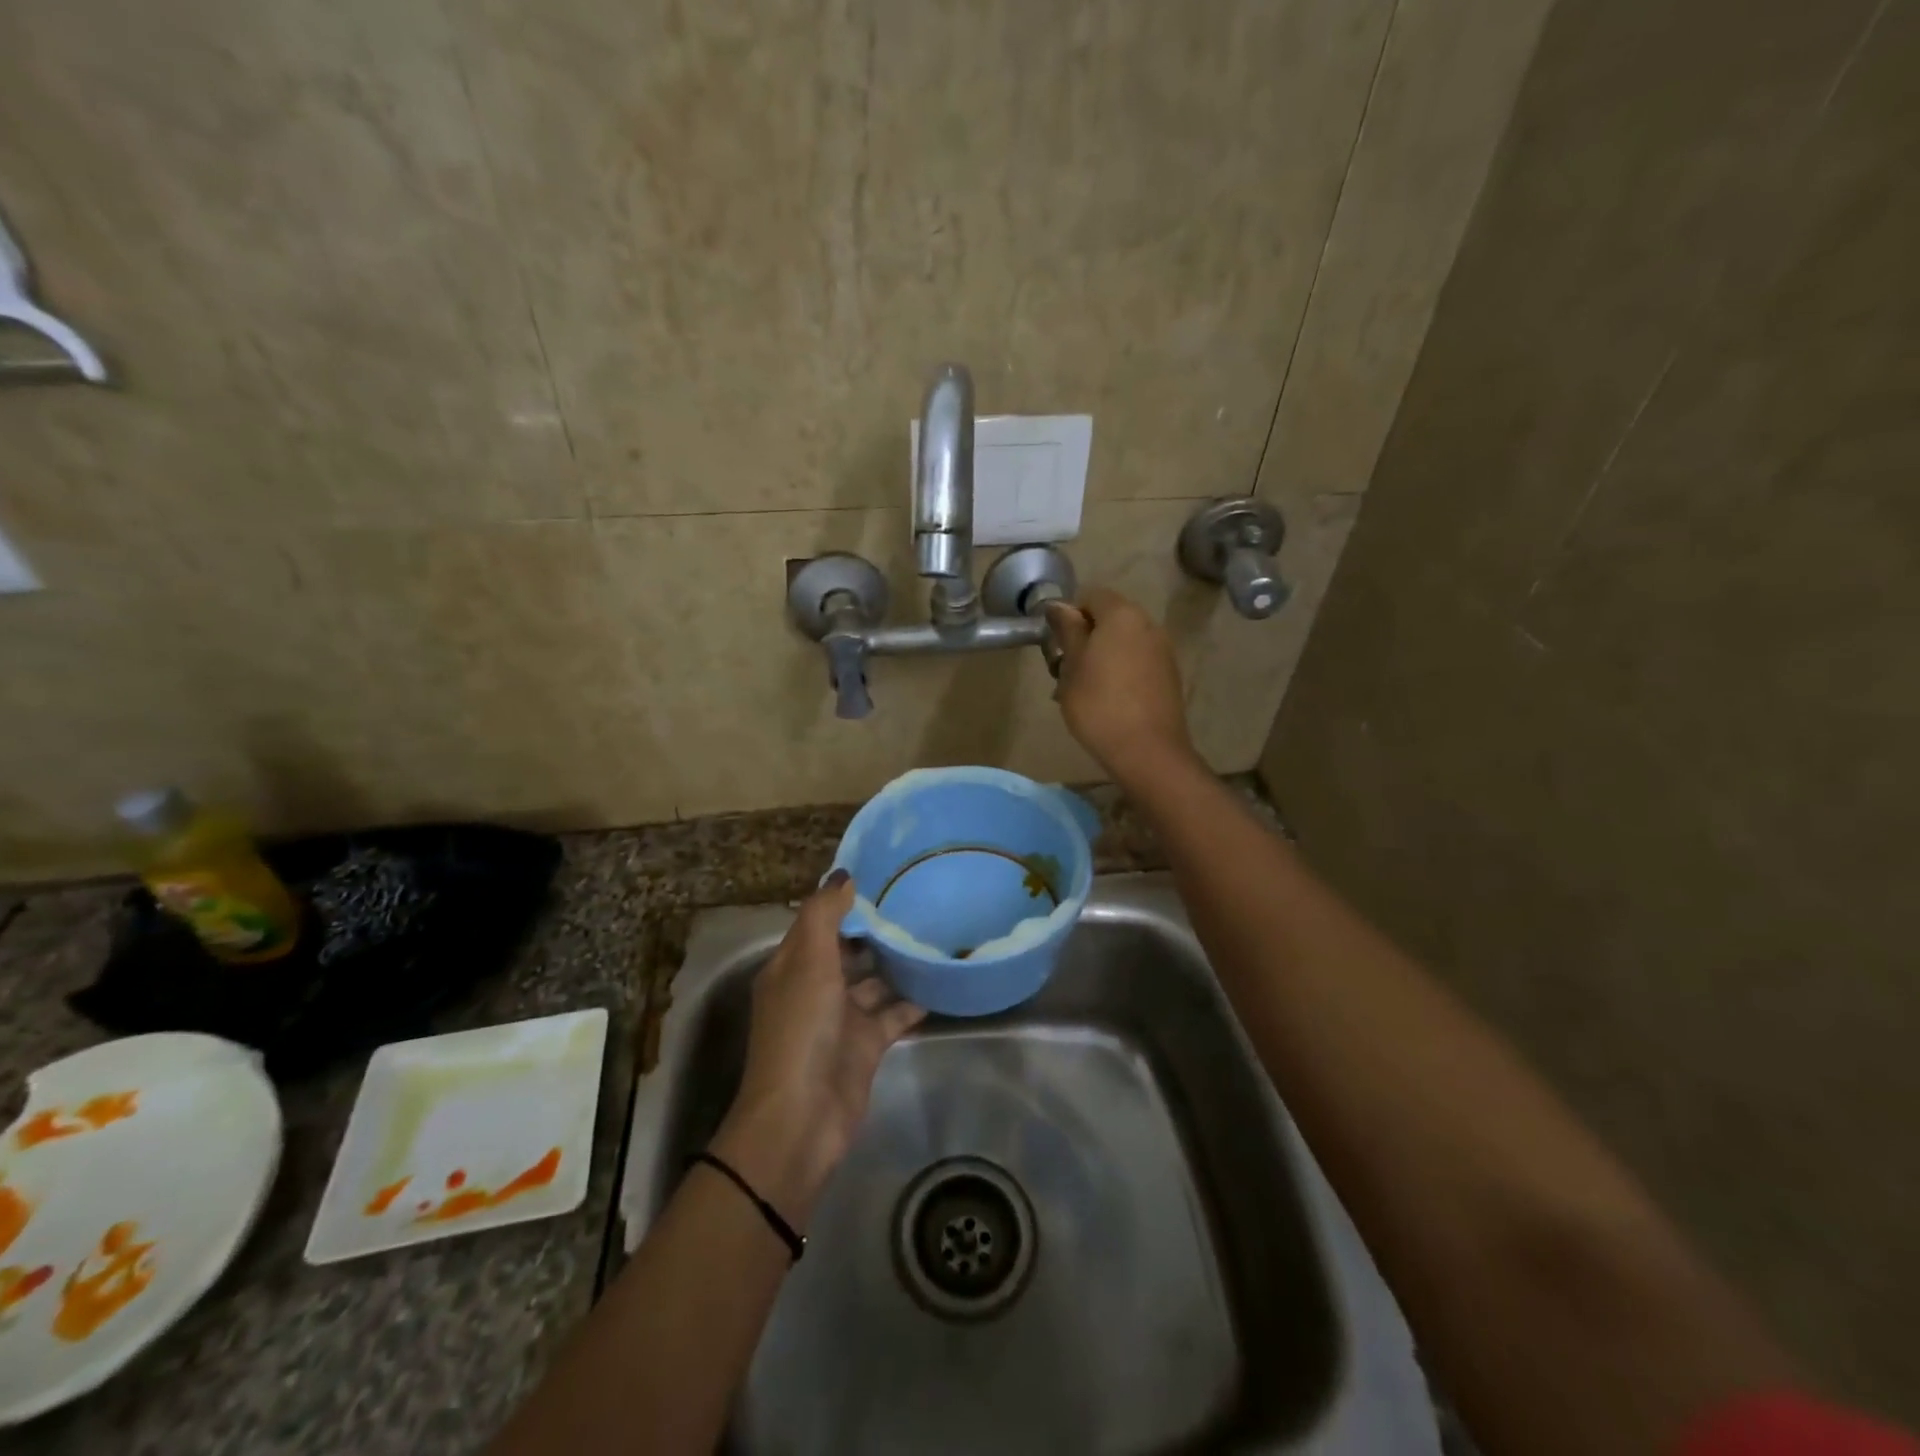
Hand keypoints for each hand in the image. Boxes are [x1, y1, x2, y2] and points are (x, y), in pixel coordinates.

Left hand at [711, 871, 924, 1228]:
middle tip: (919, 900)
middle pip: (848, 950)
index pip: (819, 922)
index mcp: (792, 966)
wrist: (803, 1118)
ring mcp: (842, 1018)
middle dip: (877, 930)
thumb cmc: (801, 1030)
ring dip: (898, 963)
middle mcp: (816, 987)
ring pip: (874, 981)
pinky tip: (943, 980)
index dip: (845, 900)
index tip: (884, 875)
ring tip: (937, 933)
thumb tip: (843, 875)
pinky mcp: (867, 1045)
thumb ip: (824, 916)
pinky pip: (894, 1014)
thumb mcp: (808, 962)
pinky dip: (914, 999)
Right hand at [1044, 587, 1196, 781]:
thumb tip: (1059, 605)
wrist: (1147, 751)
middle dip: (1085, 638)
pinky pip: (1138, 662)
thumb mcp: (1071, 666)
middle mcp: (1148, 624)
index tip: (1056, 645)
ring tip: (1083, 690)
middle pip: (1110, 619)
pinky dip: (1120, 672)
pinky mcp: (1169, 676)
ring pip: (1123, 642)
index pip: (1091, 596)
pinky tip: (1107, 701)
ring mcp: (1163, 650)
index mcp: (1122, 615)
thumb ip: (1067, 631)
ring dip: (1102, 657)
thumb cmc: (1099, 704)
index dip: (1069, 615)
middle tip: (1064, 670)